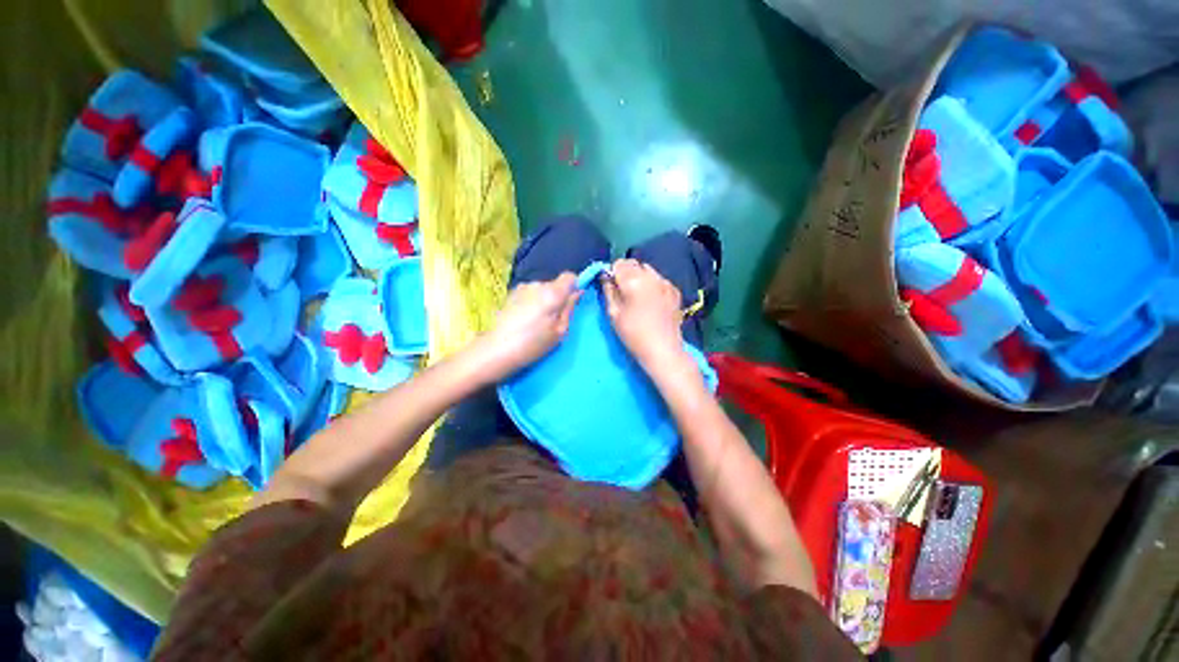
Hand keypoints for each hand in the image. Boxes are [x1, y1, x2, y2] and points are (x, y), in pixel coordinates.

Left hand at [479, 273, 581, 377]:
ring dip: (543, 300)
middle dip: (558, 297)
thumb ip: (569, 308)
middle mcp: (537, 284)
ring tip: (537, 321)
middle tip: (553, 319)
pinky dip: (531, 302)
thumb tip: (576, 293)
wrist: (497, 350)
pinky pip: (529, 294)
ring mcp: (522, 287)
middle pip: (554, 284)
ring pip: (541, 289)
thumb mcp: (560, 331)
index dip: (574, 286)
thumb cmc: (533, 344)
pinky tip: (525, 319)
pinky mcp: (511, 293)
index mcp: (552, 293)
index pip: (570, 276)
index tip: (572, 302)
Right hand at [602, 259, 684, 366]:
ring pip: (648, 270)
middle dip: (626, 273)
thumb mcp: (613, 313)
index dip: (612, 273)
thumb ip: (608, 291)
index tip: (611, 286)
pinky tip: (651, 300)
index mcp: (633, 280)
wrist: (662, 349)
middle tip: (623, 292)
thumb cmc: (633, 333)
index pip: (618, 264)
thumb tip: (606, 277)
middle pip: (634, 264)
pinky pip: (659, 279)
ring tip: (638, 296)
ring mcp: (665, 282)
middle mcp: (651, 276)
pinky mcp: (674, 290)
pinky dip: (653, 284)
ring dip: (640, 277)